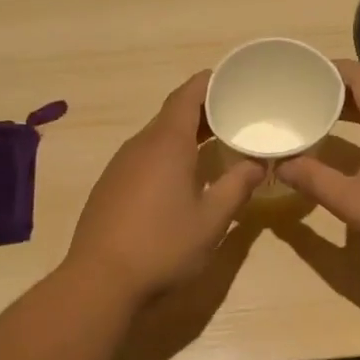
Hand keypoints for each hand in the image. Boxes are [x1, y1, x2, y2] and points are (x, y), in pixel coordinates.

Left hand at [65, 72, 265, 303]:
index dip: (211, 82)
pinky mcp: (110, 186)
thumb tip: (258, 164)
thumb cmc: (163, 246)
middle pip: (173, 113)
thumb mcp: (212, 220)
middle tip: (236, 114)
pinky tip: (182, 177)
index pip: (188, 95)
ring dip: (185, 134)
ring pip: (157, 136)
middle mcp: (140, 145)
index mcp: (166, 143)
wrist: (100, 280)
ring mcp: (120, 165)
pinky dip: (167, 154)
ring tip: (215, 142)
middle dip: (204, 109)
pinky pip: (144, 157)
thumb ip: (237, 186)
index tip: (234, 79)